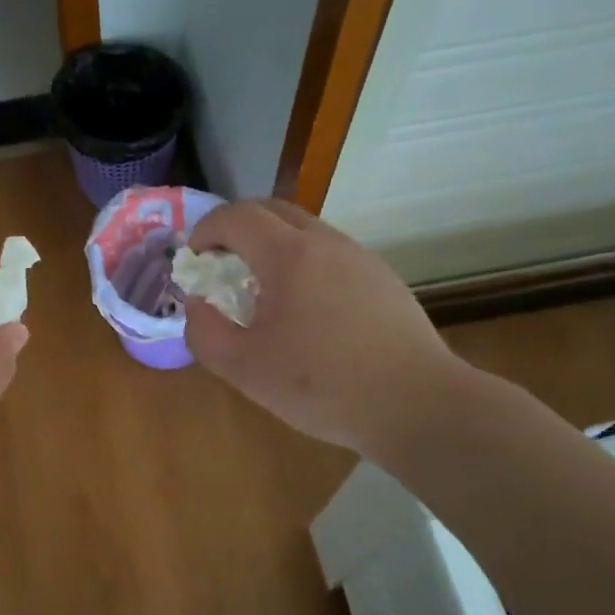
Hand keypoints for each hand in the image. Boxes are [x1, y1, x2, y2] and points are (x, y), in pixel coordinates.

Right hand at [184, 200, 459, 459]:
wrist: (419, 405)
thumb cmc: (323, 386)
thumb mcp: (244, 369)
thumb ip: (205, 332)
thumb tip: (198, 304)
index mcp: (289, 256)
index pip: (237, 216)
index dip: (207, 229)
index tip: (195, 258)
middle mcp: (326, 243)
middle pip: (272, 209)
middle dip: (237, 227)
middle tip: (221, 261)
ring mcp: (361, 258)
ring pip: (305, 229)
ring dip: (272, 243)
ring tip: (262, 288)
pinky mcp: (383, 278)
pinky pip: (331, 252)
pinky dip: (303, 261)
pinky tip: (307, 309)